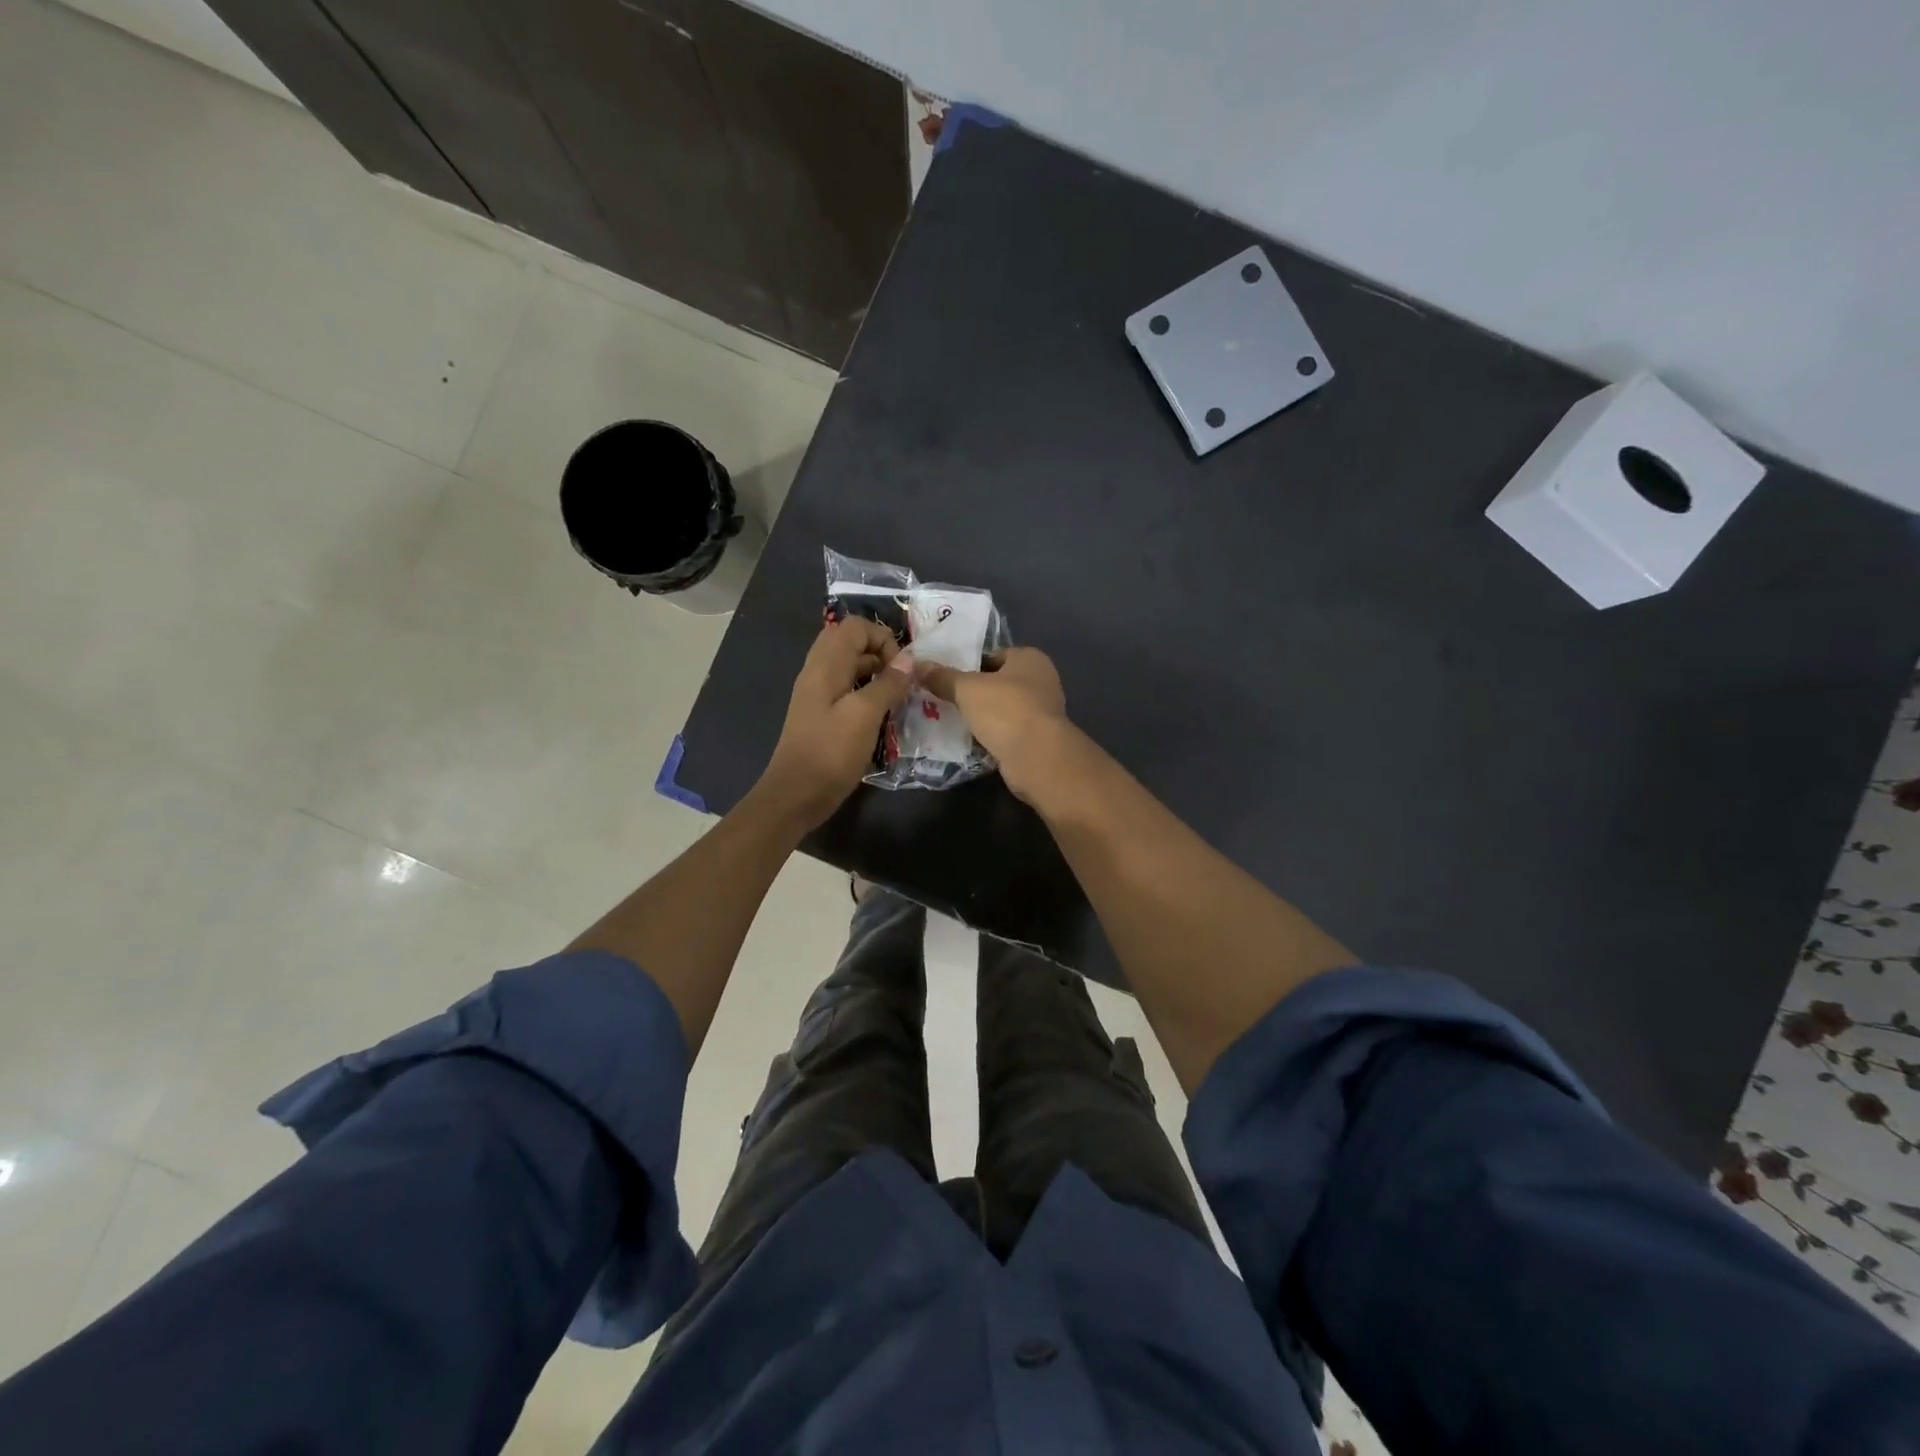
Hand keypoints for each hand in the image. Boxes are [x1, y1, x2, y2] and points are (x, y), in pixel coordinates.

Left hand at [756, 617, 913, 830]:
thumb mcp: (865, 715)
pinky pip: (846, 689)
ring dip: (875, 674)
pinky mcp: (821, 714)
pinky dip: (866, 692)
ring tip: (897, 697)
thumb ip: (888, 684)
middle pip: (850, 642)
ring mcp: (817, 694)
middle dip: (880, 654)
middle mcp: (818, 672)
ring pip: (849, 667)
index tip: (902, 668)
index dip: (883, 638)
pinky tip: (881, 715)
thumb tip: (909, 659)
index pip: (855, 626)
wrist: (796, 795)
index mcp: (825, 666)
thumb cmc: (831, 753)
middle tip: (900, 680)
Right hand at [920, 647, 1068, 802]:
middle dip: (973, 692)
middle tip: (943, 698)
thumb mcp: (967, 689)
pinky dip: (991, 736)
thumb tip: (917, 665)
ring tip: (950, 720)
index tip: (945, 676)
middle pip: (998, 683)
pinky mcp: (1037, 740)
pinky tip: (969, 741)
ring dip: (982, 716)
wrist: (1036, 758)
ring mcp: (1041, 712)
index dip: (969, 664)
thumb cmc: (1006, 710)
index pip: (994, 654)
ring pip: (1002, 709)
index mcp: (1030, 659)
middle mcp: (1041, 681)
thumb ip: (943, 677)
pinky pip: (1006, 732)